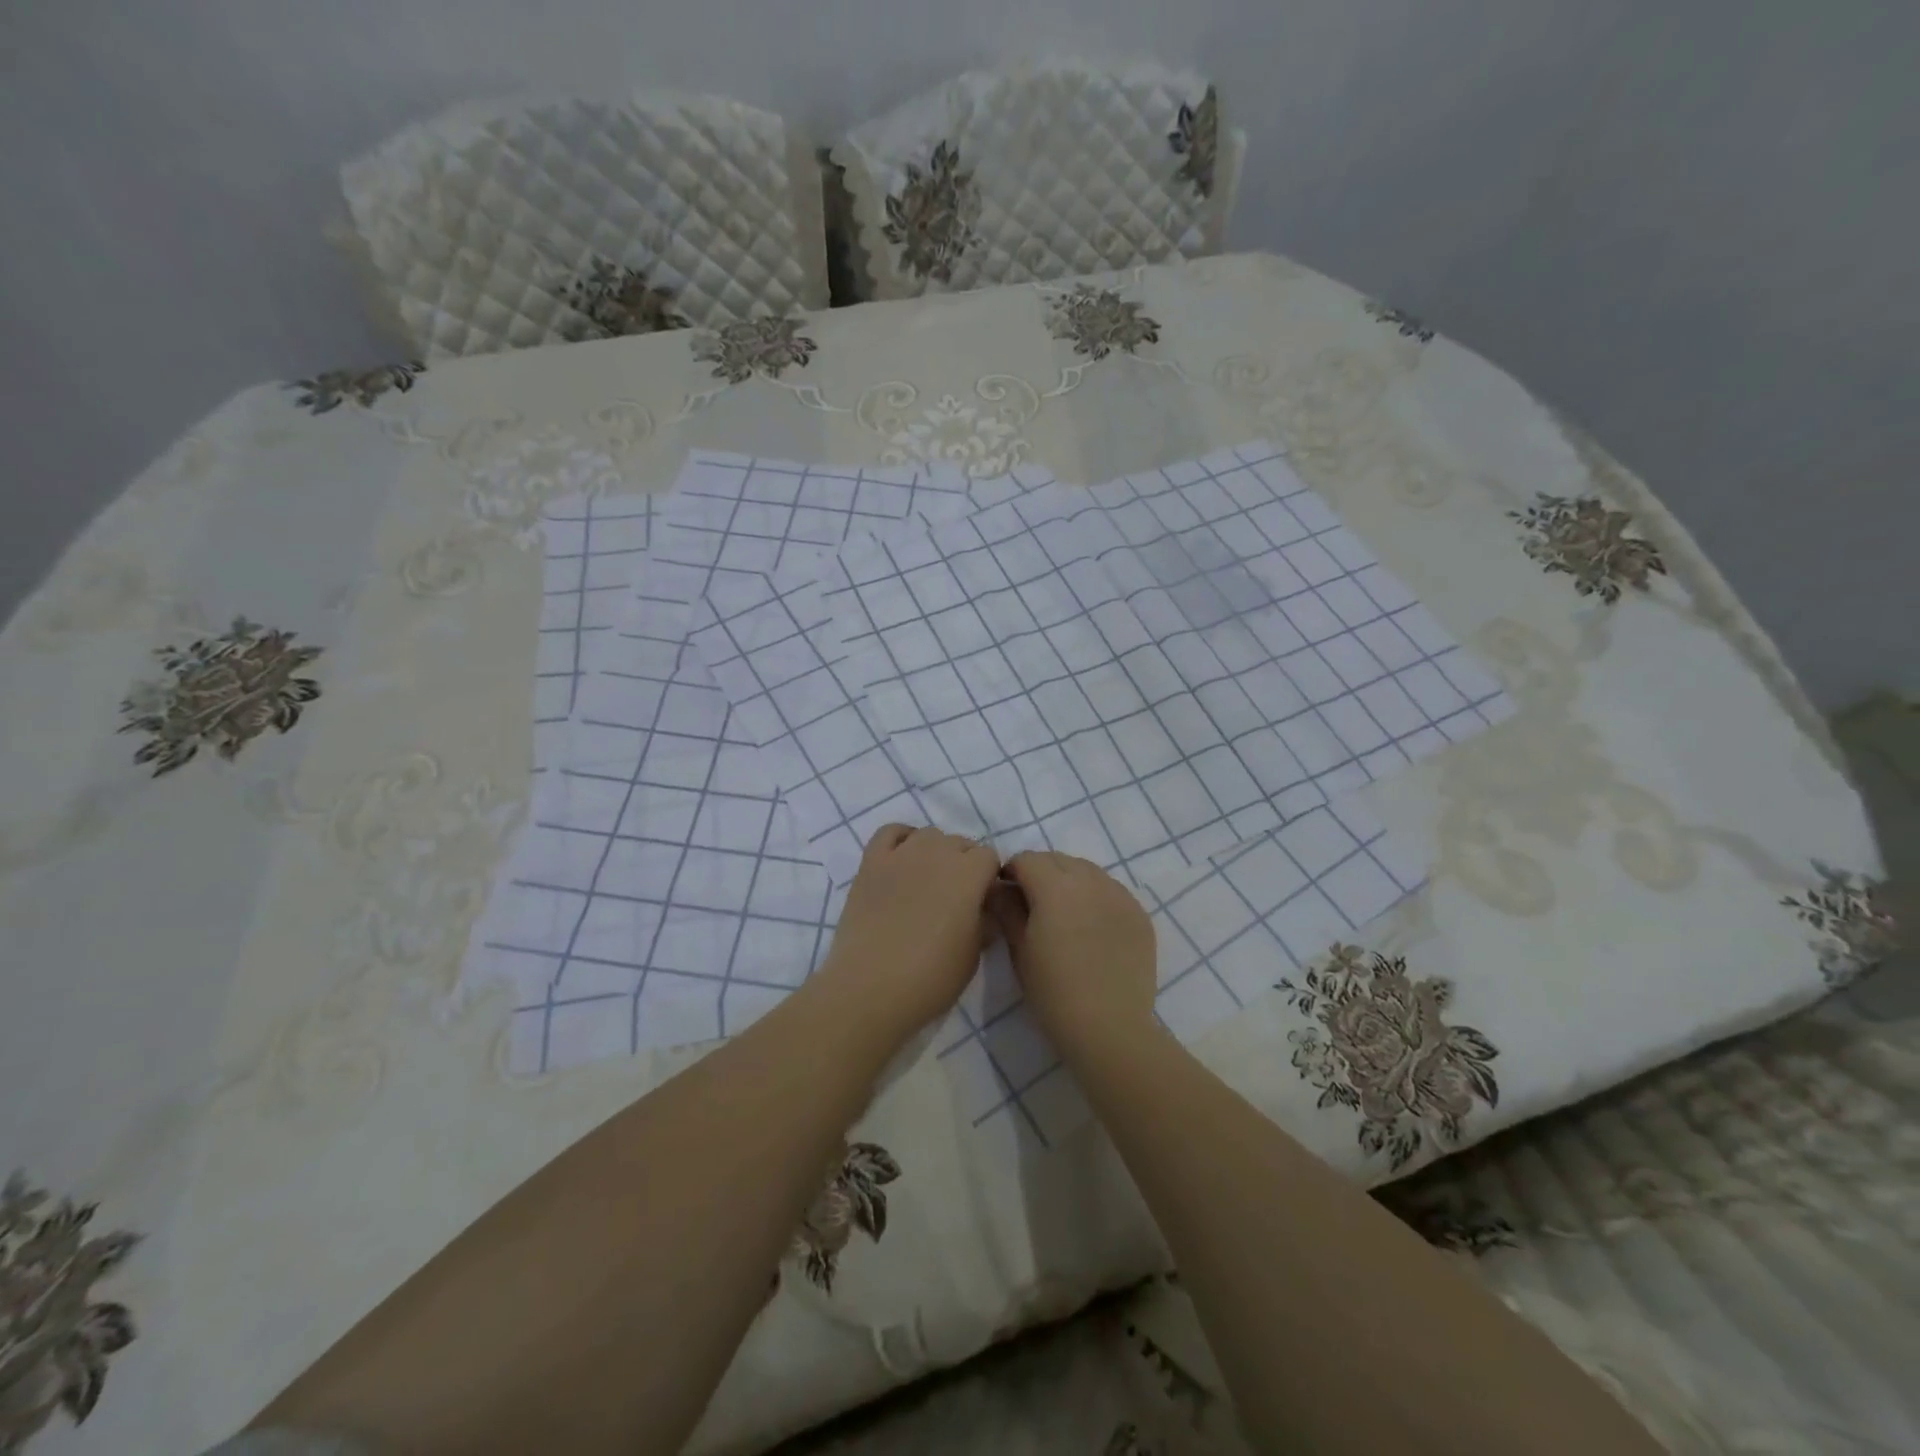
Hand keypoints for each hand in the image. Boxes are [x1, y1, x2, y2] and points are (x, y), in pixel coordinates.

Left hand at [815, 824, 1000, 1041]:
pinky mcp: (871, 862)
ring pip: (928, 835)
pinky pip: (890, 832)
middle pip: (960, 843)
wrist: (871, 987)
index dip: (988, 878)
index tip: (983, 901)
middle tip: (956, 897)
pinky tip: (903, 859)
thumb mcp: (973, 955)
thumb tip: (984, 908)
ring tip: (929, 880)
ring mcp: (901, 854)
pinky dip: (901, 839)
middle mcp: (937, 853)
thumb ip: (984, 921)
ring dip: (936, 851)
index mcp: (969, 874)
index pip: (989, 857)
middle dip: (964, 864)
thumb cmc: (931, 977)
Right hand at [995, 851, 1157, 1053]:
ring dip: (1070, 880)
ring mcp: (1120, 895)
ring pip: (1087, 871)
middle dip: (1040, 872)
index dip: (1011, 871)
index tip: (1006, 893)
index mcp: (1055, 886)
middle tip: (1032, 903)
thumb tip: (999, 888)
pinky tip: (1091, 925)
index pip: (1027, 859)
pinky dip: (1096, 896)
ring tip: (1064, 912)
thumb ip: (1007, 910)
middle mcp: (1090, 880)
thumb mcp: (1019, 950)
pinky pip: (1111, 890)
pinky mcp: (1139, 913)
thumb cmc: (1053, 992)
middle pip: (1057, 860)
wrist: (1109, 1027)